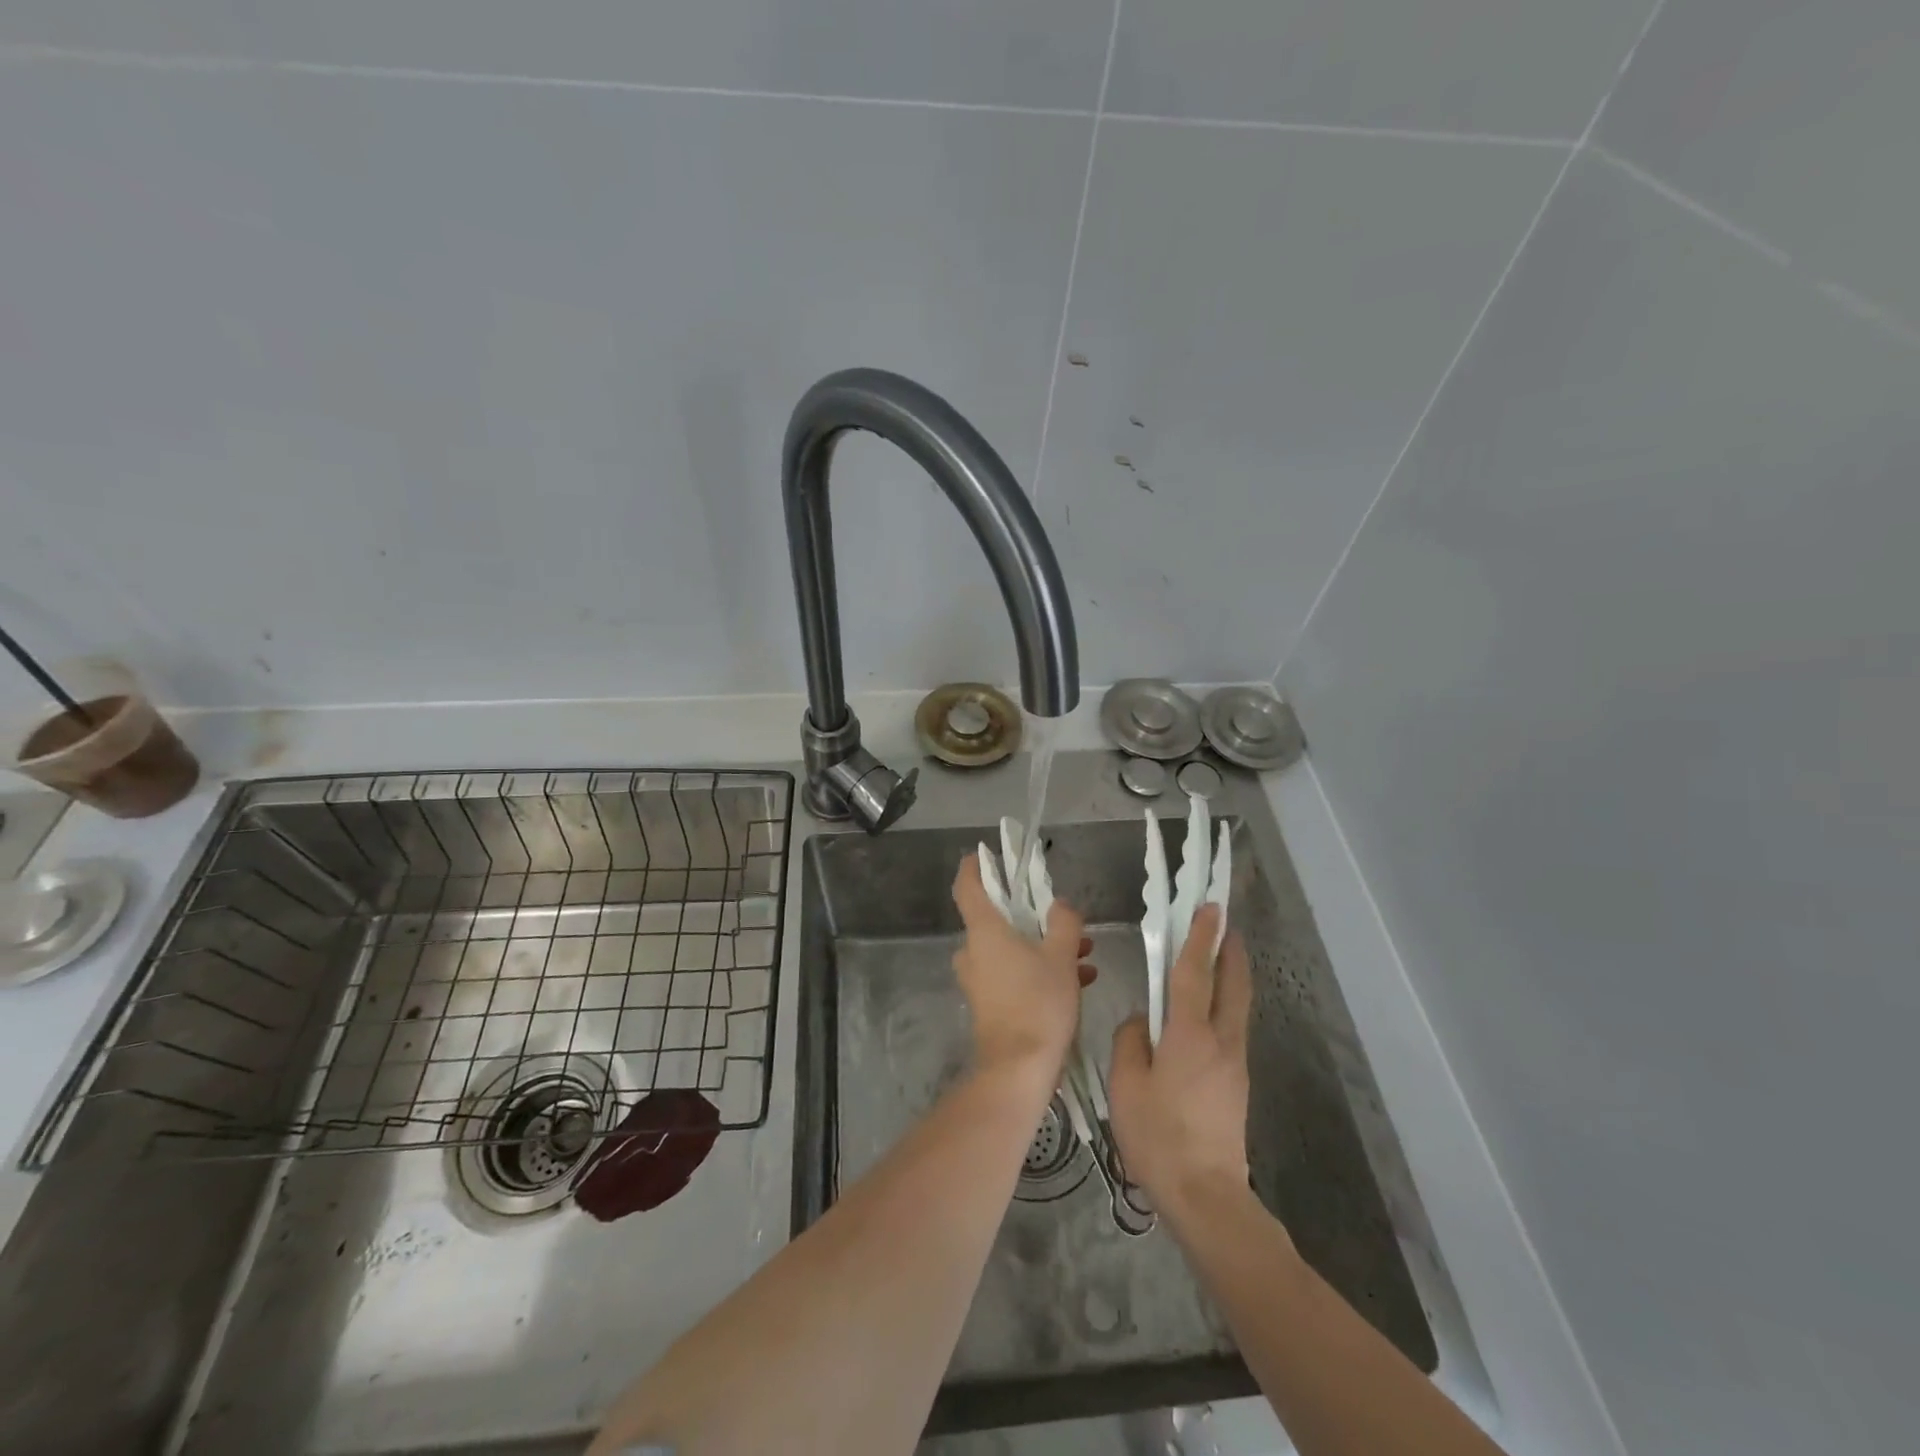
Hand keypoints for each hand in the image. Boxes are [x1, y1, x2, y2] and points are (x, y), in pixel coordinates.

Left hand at [951, 853, 1091, 1083]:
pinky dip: (1039, 972)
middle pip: (996, 920)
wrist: (1018, 1070)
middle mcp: (974, 952)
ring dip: (1043, 947)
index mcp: (984, 931)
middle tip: (1064, 920)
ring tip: (1084, 956)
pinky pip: (1013, 975)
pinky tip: (1078, 982)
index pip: (967, 887)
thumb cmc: (1038, 1004)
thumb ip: (1064, 923)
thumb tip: (1060, 906)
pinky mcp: (988, 1005)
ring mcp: (978, 980)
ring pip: (1010, 950)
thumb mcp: (1062, 957)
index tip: (984, 855)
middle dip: (1032, 917)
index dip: (973, 868)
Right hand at [1109, 905, 1253, 1222]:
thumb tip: (1143, 1021)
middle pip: (1233, 983)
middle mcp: (1221, 1040)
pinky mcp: (1237, 1082)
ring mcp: (1235, 1062)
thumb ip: (1130, 1040)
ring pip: (1238, 1005)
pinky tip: (1207, 1011)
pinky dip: (1226, 1002)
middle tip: (1224, 924)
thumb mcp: (1125, 1084)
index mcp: (1189, 1034)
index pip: (1194, 972)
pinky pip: (1233, 1027)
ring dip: (1231, 974)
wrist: (1206, 1195)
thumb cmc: (1157, 1136)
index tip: (1209, 908)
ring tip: (1218, 957)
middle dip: (1230, 950)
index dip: (1200, 937)